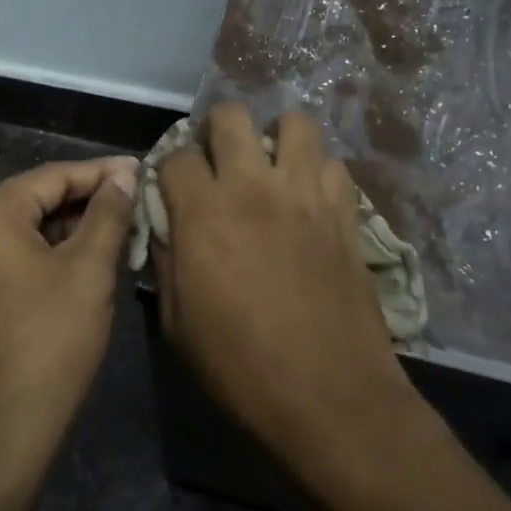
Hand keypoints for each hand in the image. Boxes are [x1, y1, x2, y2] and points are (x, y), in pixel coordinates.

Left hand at [0, 157, 137, 476]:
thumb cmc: (49, 341)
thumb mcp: (88, 271)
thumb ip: (107, 214)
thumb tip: (123, 175)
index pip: (51, 176)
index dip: (100, 172)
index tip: (139, 170)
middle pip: (30, 204)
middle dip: (82, 203)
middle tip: (130, 204)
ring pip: (17, 237)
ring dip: (63, 234)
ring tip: (110, 236)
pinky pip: (3, 266)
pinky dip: (40, 261)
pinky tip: (74, 271)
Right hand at [154, 105, 420, 498]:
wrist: (328, 395)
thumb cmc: (240, 366)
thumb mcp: (177, 322)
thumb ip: (165, 260)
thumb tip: (164, 226)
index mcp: (204, 214)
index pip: (177, 156)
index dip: (169, 169)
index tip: (173, 188)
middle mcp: (253, 187)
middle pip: (231, 116)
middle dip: (216, 129)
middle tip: (218, 160)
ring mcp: (306, 194)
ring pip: (294, 122)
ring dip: (275, 137)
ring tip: (270, 167)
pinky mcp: (345, 212)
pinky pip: (333, 164)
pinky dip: (317, 172)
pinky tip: (309, 199)